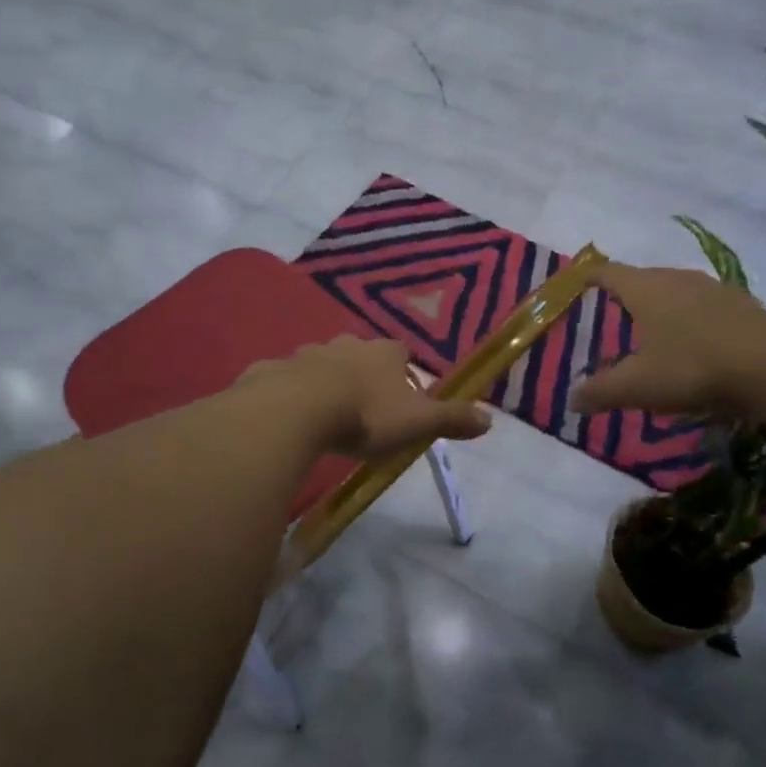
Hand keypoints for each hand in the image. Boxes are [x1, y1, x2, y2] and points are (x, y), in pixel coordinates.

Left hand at [243, 337, 491, 458]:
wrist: (297, 410)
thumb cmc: (365, 415)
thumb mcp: (416, 422)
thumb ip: (451, 419)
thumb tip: (490, 419)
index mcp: (383, 353)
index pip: (400, 353)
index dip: (403, 372)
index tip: (401, 396)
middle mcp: (346, 344)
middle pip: (360, 354)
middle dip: (362, 374)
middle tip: (362, 407)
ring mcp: (308, 354)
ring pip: (321, 364)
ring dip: (325, 381)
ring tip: (324, 414)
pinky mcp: (275, 369)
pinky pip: (286, 378)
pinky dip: (289, 392)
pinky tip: (288, 416)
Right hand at [571, 263, 765, 419]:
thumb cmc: (691, 367)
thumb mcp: (637, 386)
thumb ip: (601, 392)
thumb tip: (572, 400)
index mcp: (645, 288)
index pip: (608, 272)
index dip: (590, 276)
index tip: (578, 281)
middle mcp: (676, 279)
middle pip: (643, 278)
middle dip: (626, 293)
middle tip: (613, 312)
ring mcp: (713, 289)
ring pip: (677, 290)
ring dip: (662, 305)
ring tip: (654, 328)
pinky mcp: (743, 305)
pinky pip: (705, 306)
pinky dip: (692, 319)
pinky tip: (695, 343)